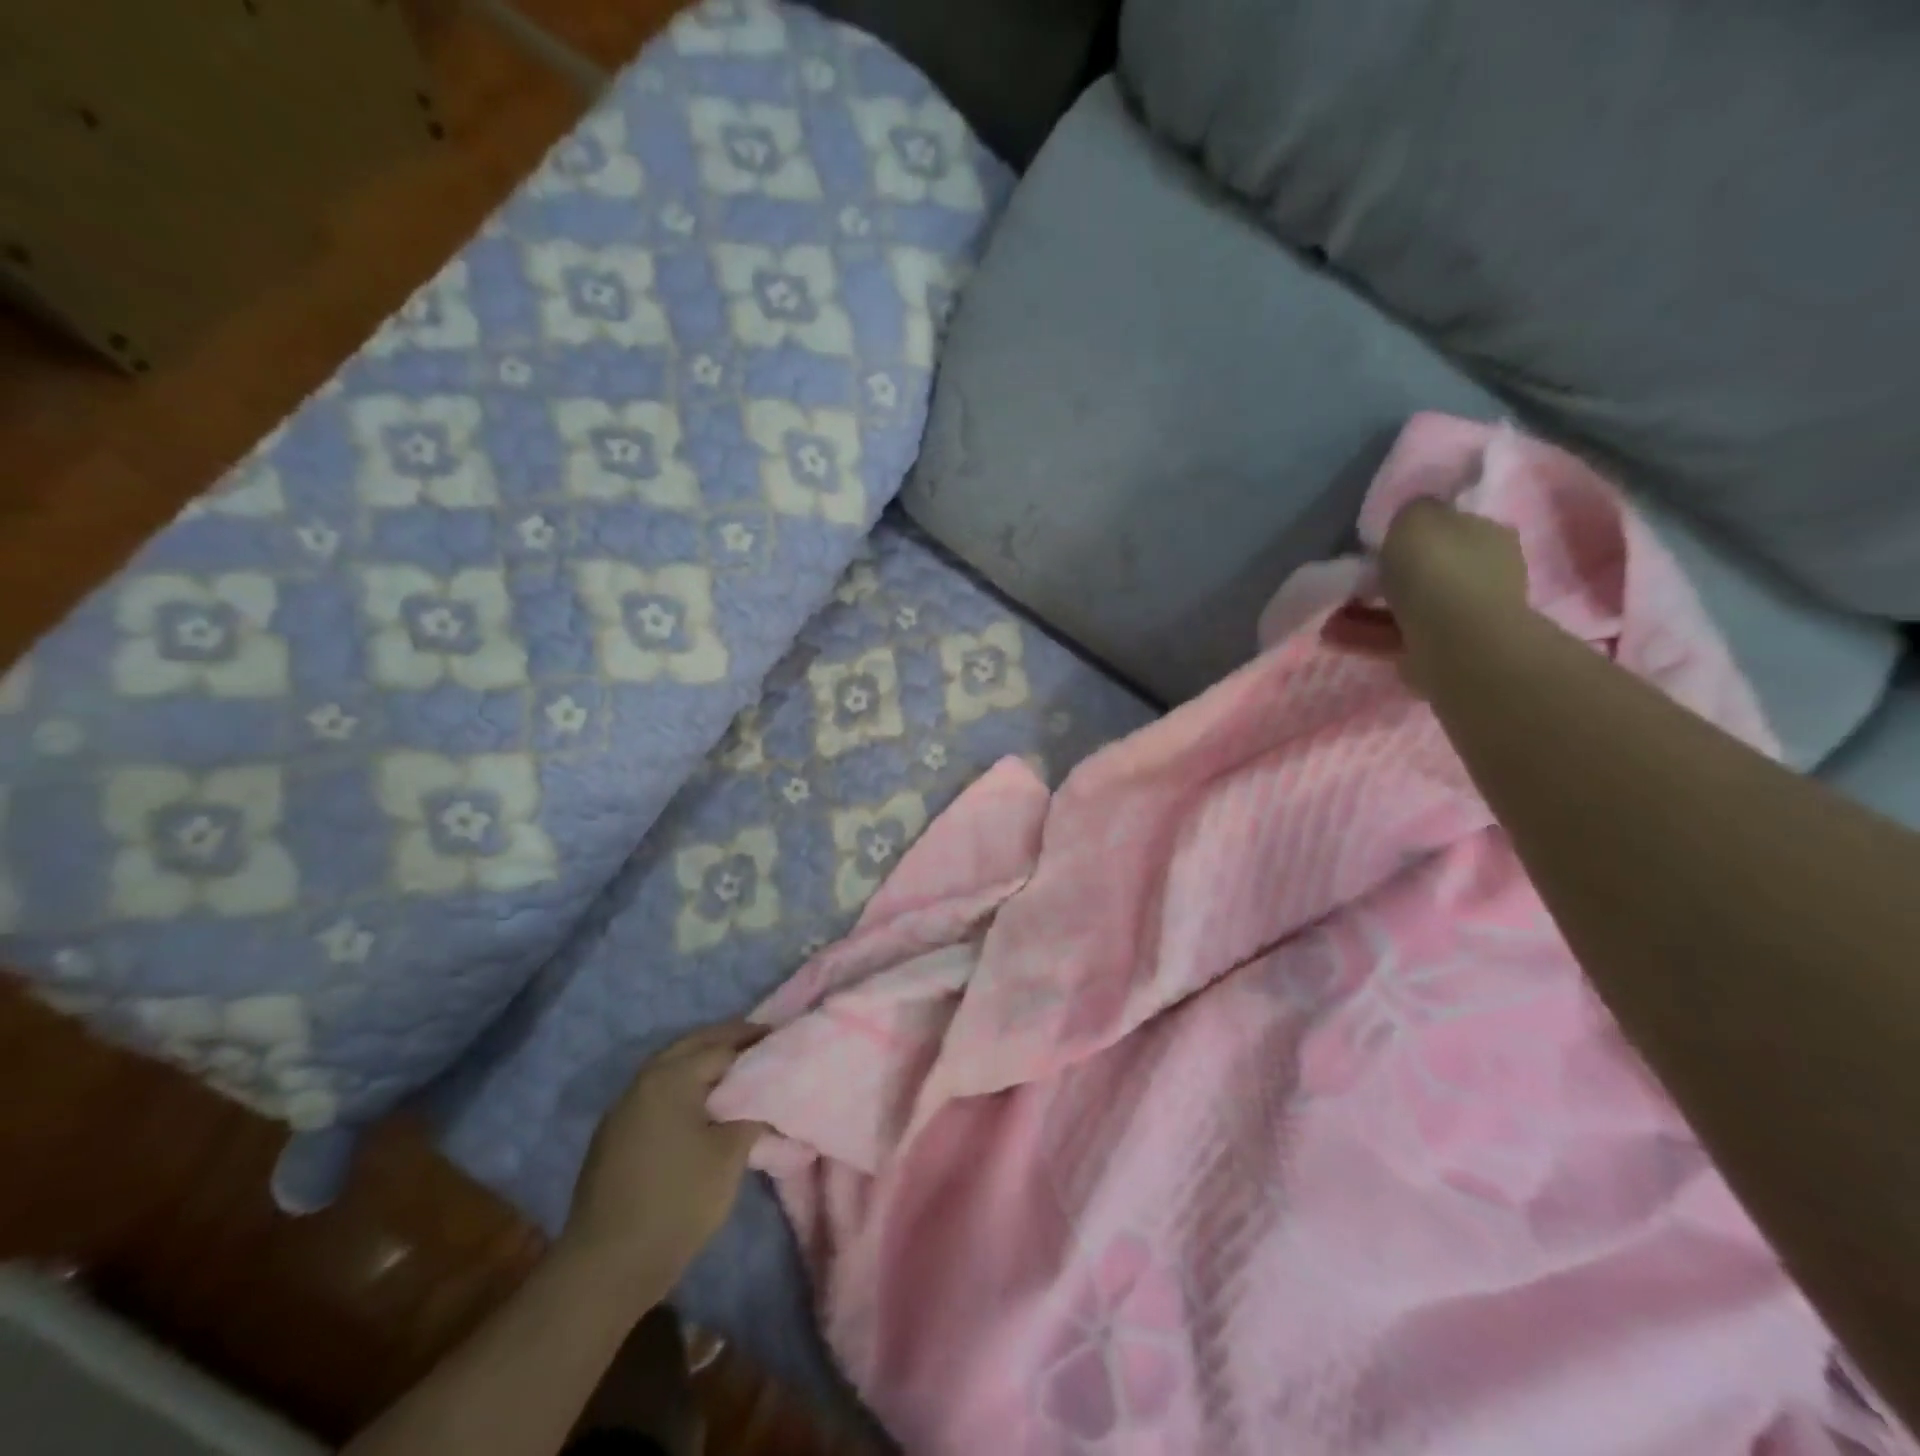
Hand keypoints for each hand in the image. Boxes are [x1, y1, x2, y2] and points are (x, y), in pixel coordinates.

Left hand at [559, 1021, 766, 1299]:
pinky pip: (658, 1092)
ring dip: (703, 1061)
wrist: (606, 1267)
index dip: (755, 1042)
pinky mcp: (614, 1135)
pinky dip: (684, 1085)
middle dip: (728, 1040)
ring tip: (737, 1070)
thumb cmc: (677, 1201)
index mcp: (671, 1077)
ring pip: (671, 1067)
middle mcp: (643, 1081)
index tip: (781, 1039)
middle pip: (693, 1046)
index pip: (722, 1046)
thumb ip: (751, 1114)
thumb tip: (762, 1097)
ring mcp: (623, 1108)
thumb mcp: (729, 1154)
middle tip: (762, 1042)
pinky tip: (701, 1104)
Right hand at [1323, 498, 1528, 694]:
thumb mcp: (1415, 518)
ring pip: (1406, 604)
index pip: (1447, 525)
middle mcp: (1483, 572)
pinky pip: (1394, 635)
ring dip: (1368, 608)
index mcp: (1486, 534)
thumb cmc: (1438, 572)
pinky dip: (1365, 633)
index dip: (1411, 532)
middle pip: (1426, 567)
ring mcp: (1464, 614)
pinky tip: (1335, 634)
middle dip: (1389, 574)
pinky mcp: (1440, 649)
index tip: (1378, 540)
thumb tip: (1406, 519)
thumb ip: (1409, 512)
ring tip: (1333, 611)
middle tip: (1354, 577)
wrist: (1457, 644)